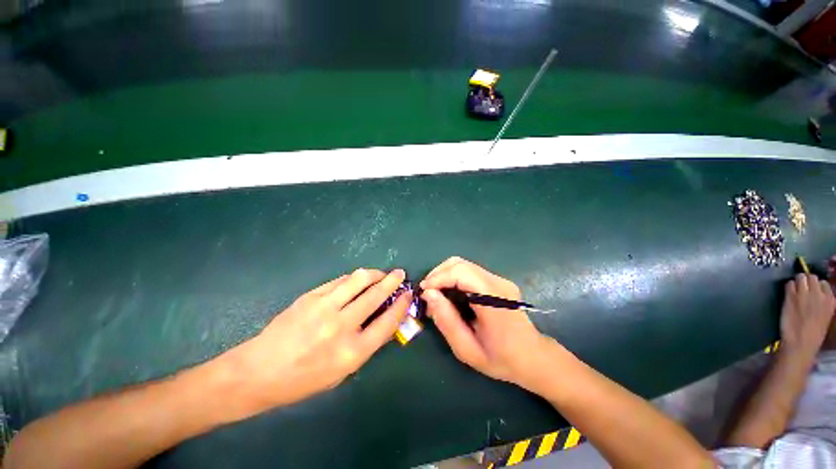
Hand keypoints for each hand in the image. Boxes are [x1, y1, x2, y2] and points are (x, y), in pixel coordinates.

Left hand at [223, 268, 410, 416]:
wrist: (259, 371)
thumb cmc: (304, 379)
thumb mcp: (342, 372)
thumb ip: (367, 344)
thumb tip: (386, 320)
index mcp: (352, 353)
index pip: (387, 322)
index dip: (401, 304)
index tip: (408, 294)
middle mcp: (341, 327)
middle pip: (376, 295)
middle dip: (392, 281)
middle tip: (400, 273)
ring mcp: (324, 308)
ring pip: (358, 280)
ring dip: (375, 273)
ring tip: (381, 273)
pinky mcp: (310, 297)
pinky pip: (339, 281)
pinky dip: (353, 278)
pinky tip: (357, 279)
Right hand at [420, 257, 546, 387]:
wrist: (533, 358)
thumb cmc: (501, 359)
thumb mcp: (467, 349)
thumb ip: (446, 320)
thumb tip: (428, 294)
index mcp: (494, 299)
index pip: (461, 273)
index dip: (438, 278)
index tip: (423, 292)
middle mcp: (498, 282)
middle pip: (460, 263)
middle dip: (438, 274)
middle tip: (426, 293)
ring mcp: (499, 279)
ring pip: (463, 265)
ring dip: (444, 275)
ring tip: (435, 294)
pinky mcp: (497, 281)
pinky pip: (469, 272)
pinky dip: (453, 278)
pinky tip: (449, 294)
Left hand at [779, 273, 835, 359]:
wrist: (801, 343)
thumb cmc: (812, 333)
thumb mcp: (825, 315)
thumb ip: (821, 302)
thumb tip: (816, 292)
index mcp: (830, 300)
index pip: (823, 283)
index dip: (816, 286)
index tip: (811, 291)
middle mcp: (819, 294)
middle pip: (811, 277)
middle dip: (806, 281)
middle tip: (801, 289)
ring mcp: (804, 294)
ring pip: (800, 277)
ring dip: (797, 282)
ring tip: (794, 290)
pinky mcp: (791, 296)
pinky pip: (789, 283)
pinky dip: (788, 287)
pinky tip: (787, 295)